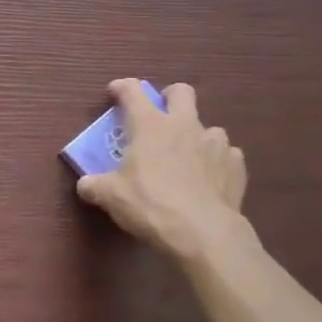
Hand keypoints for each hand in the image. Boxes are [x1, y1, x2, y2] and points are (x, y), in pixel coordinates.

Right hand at [76, 80, 248, 261]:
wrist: (203, 233)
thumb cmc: (150, 205)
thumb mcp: (110, 197)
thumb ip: (94, 186)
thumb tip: (86, 185)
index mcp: (150, 125)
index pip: (132, 91)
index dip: (121, 87)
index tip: (114, 92)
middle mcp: (184, 125)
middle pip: (181, 92)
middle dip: (169, 97)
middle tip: (159, 116)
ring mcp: (215, 144)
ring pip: (208, 126)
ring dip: (196, 136)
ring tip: (187, 157)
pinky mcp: (236, 166)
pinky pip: (226, 154)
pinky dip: (216, 161)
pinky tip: (208, 178)